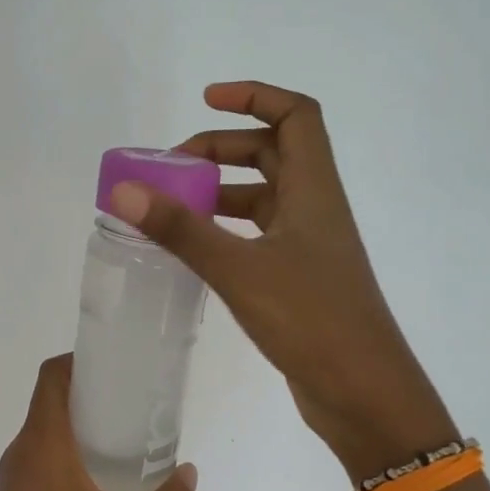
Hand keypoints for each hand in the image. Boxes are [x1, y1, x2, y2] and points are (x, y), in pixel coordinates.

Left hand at [0, 356, 197, 490]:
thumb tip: (189, 473)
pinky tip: (109, 483)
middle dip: (96, 393)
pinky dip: (77, 454)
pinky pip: (48, 459)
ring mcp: (17, 480)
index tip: (123, 365)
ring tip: (133, 440)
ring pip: (51, 432)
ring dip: (87, 426)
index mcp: (42, 444)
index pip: (53, 376)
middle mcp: (23, 452)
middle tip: (141, 404)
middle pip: (54, 400)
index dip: (83, 359)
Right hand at [107, 81, 456, 483]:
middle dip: (223, 149)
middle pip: (273, 153)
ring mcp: (309, 247)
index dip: (254, 97)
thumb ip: (181, 230)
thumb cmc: (312, 320)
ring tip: (174, 207)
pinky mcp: (299, 280)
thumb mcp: (239, 270)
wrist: (364, 394)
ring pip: (264, 198)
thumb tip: (125, 190)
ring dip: (222, 191)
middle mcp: (315, 209)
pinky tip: (196, 249)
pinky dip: (227, 230)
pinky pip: (259, 236)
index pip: (295, 115)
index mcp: (314, 190)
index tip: (205, 100)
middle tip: (173, 168)